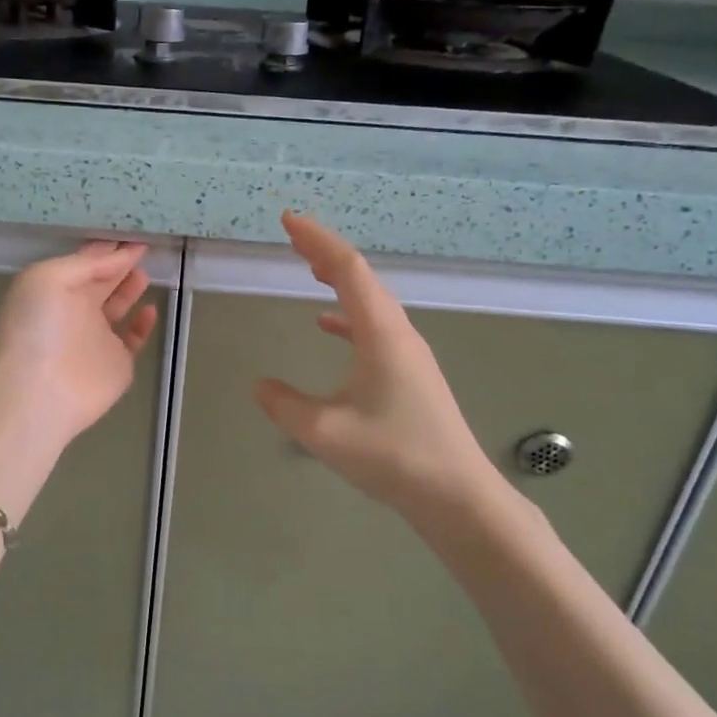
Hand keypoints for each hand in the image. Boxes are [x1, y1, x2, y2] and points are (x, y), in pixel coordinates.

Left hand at [0, 240, 159, 447]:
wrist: (38, 392)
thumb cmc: (37, 327)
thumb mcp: (49, 277)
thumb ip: (87, 263)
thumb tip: (122, 253)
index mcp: (55, 288)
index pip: (85, 262)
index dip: (107, 249)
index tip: (132, 233)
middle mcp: (75, 310)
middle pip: (101, 281)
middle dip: (119, 264)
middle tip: (145, 248)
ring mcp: (96, 338)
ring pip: (117, 307)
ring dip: (130, 288)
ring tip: (145, 271)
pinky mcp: (116, 364)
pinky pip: (133, 339)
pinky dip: (143, 324)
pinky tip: (150, 309)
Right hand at [253, 213, 518, 534]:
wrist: (457, 496)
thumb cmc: (394, 456)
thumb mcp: (325, 432)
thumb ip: (285, 405)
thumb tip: (259, 385)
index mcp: (381, 333)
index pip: (347, 269)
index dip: (317, 240)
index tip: (288, 220)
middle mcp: (398, 333)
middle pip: (361, 277)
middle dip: (325, 251)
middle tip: (292, 236)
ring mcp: (408, 352)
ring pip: (369, 301)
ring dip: (338, 279)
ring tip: (309, 267)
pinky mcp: (410, 373)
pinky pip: (374, 327)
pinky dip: (347, 315)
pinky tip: (327, 325)